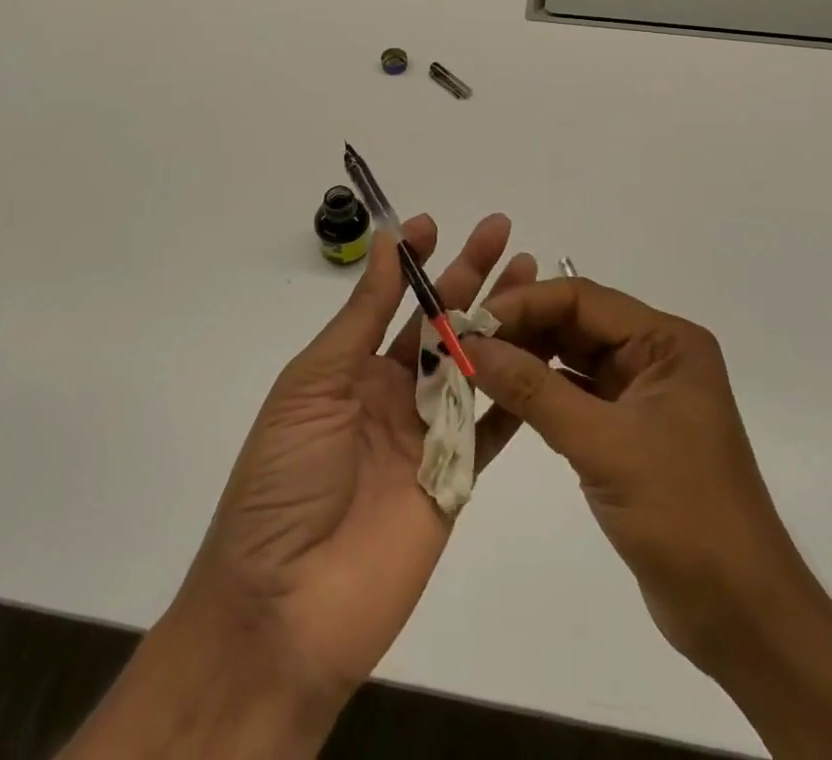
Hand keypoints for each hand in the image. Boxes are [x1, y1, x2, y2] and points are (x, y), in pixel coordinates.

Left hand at [176, 213, 535, 701]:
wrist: (285, 608)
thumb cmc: (285, 480)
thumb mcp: (314, 383)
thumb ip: (360, 317)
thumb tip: (385, 244)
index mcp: (350, 368)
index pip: (392, 300)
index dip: (414, 262)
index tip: (435, 224)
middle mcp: (391, 393)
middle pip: (441, 323)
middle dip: (471, 276)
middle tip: (503, 233)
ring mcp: (426, 436)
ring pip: (474, 363)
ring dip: (503, 320)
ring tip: (534, 276)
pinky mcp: (456, 480)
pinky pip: (492, 427)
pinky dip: (518, 391)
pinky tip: (546, 354)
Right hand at [466, 276, 809, 678]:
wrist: (742, 618)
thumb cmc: (683, 516)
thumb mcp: (603, 446)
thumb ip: (533, 390)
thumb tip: (469, 345)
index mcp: (666, 342)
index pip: (582, 299)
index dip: (524, 305)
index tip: (471, 322)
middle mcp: (656, 356)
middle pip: (576, 323)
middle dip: (521, 329)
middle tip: (463, 342)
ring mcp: (642, 394)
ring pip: (572, 358)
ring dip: (526, 359)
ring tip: (473, 365)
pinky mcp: (629, 431)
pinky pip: (576, 395)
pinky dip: (540, 394)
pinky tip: (503, 397)